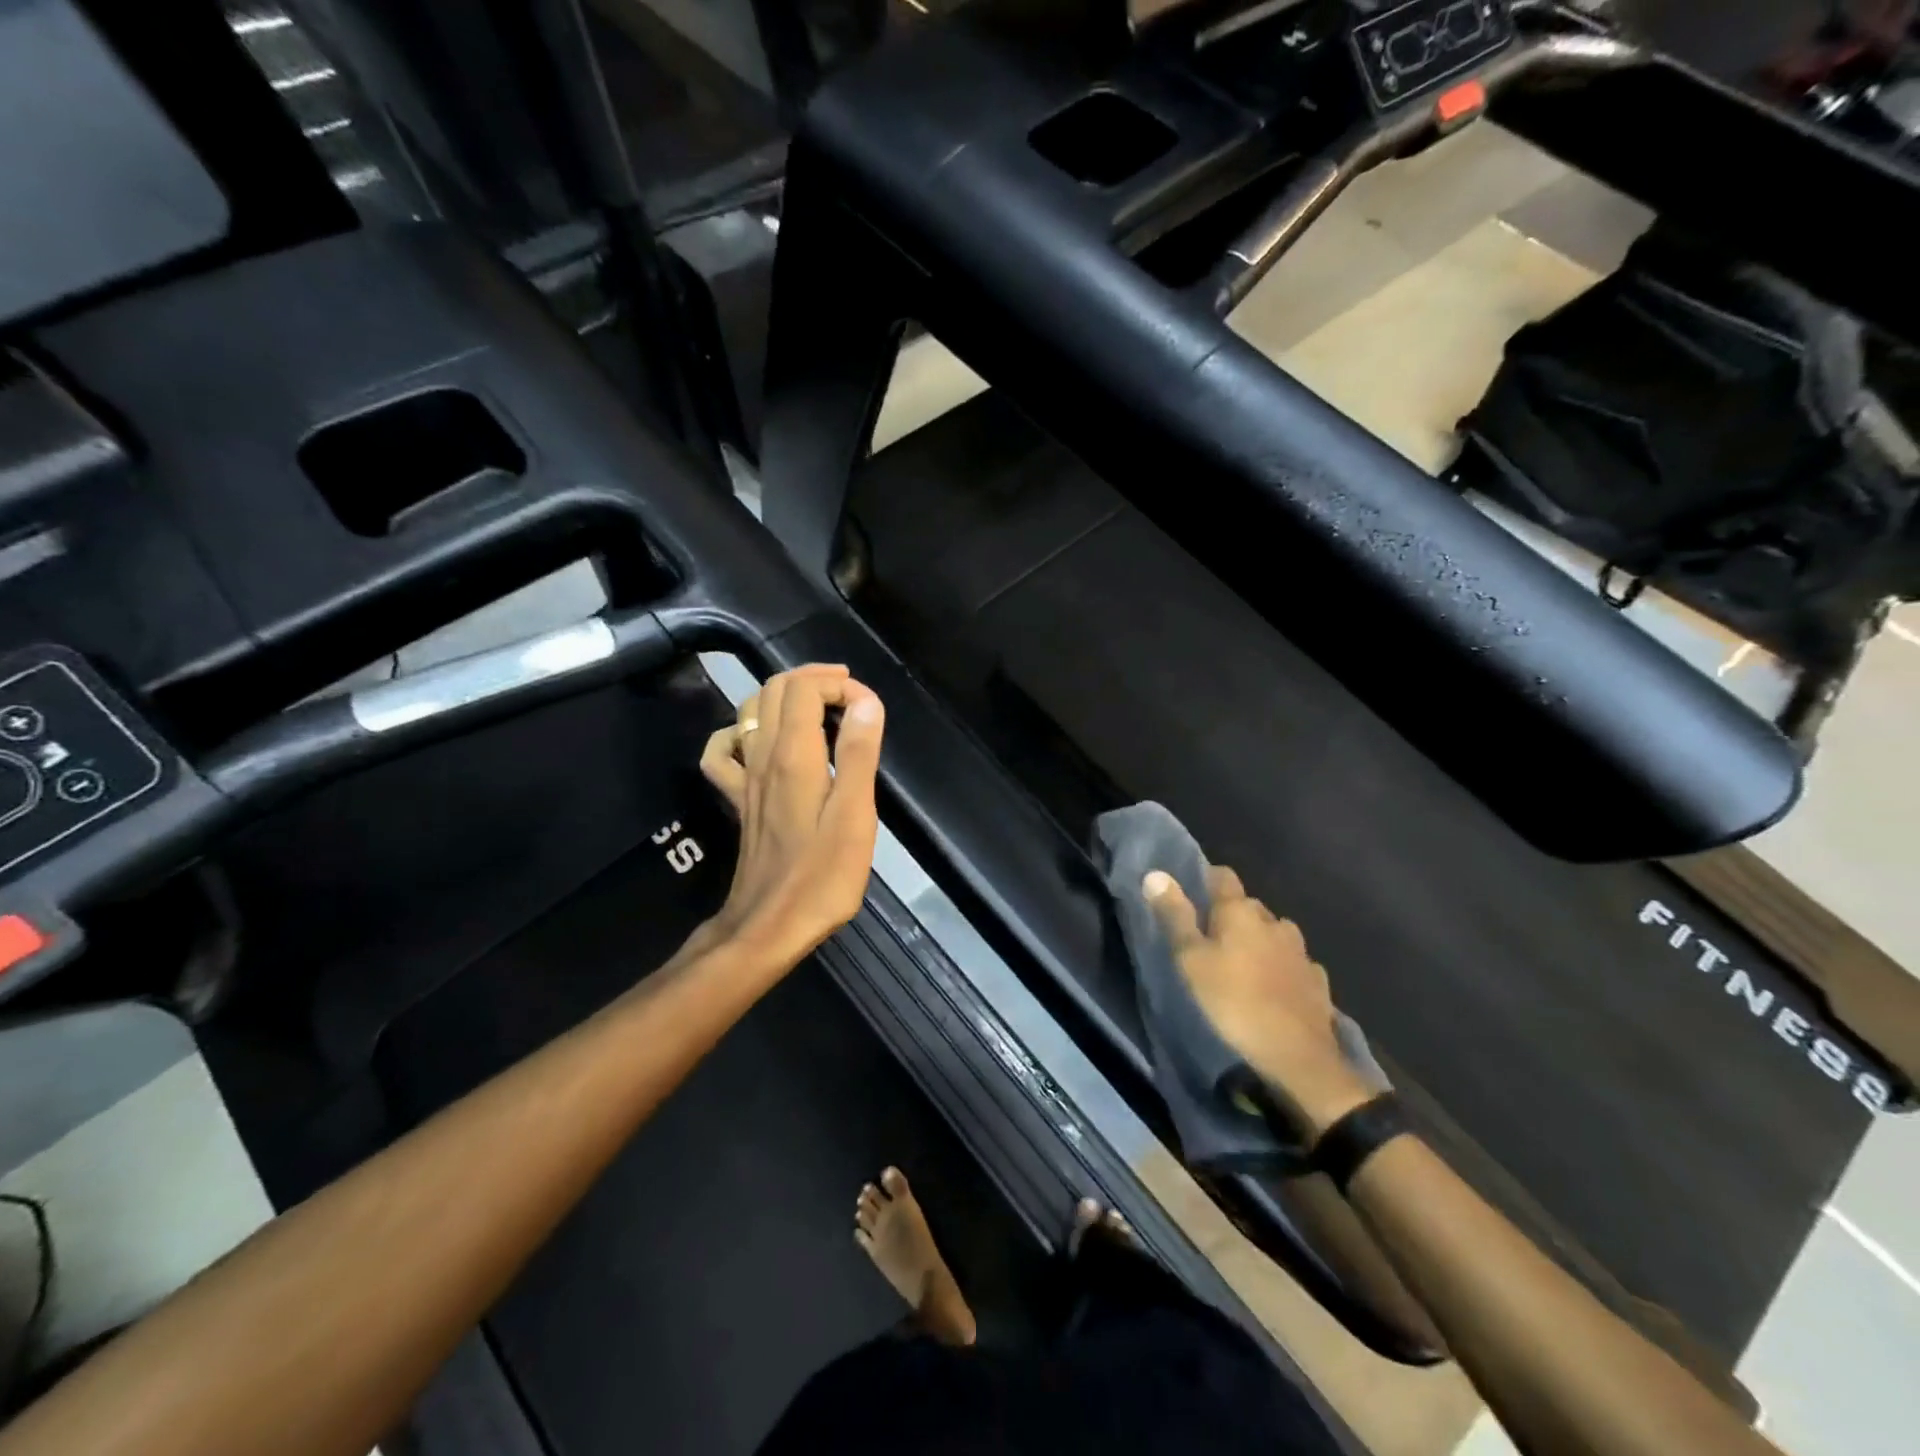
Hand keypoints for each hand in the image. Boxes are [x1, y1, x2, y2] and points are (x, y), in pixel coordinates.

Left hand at [699, 665, 885, 966]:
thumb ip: (859, 754)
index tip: (870, 710)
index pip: (805, 688)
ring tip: (820, 709)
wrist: (768, 926)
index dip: (839, 685)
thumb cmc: (821, 876)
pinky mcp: (739, 799)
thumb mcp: (854, 816)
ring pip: (751, 711)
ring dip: (785, 697)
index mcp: (794, 755)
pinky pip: (724, 751)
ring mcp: (745, 777)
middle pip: (775, 689)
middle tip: (852, 696)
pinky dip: (741, 733)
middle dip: (815, 680)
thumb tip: (866, 703)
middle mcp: (762, 756)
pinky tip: (762, 743)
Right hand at [1145, 867, 1371, 1135]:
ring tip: (1241, 964)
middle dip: (1231, 916)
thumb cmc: (1233, 1001)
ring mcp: (1300, 951)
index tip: (1192, 894)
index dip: (1207, 880)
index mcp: (1240, 911)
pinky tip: (1273, 986)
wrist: (1297, 1056)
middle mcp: (1274, 921)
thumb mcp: (1190, 960)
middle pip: (1248, 906)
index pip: (1223, 876)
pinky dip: (1280, 967)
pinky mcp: (1316, 980)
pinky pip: (1293, 962)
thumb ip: (1174, 916)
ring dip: (1258, 941)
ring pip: (1273, 934)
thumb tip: (1155, 873)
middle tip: (1209, 939)